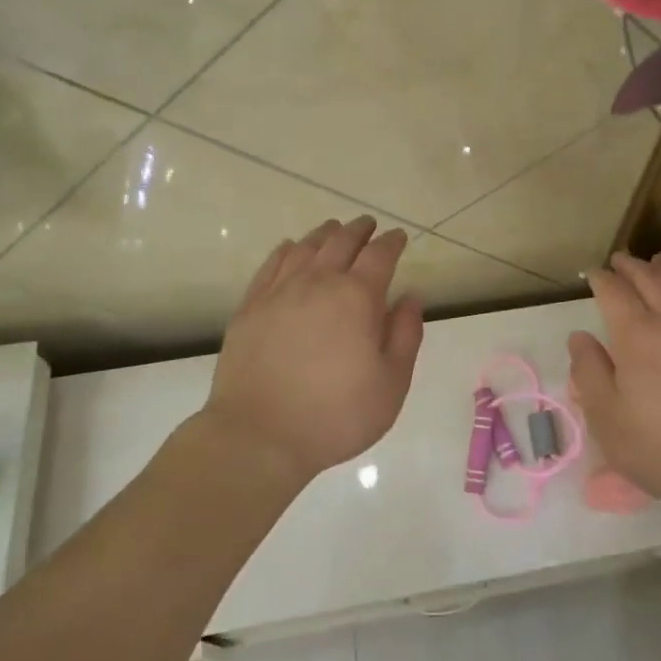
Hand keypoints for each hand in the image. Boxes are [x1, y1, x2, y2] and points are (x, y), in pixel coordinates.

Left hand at [206, 217, 425, 486]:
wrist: (259, 436)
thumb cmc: (335, 416)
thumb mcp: (391, 384)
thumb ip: (405, 335)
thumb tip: (410, 297)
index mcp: (357, 297)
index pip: (379, 255)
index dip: (392, 242)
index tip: (398, 237)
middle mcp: (318, 282)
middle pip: (341, 241)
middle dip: (359, 229)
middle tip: (369, 225)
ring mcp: (279, 292)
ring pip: (306, 247)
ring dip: (325, 234)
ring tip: (334, 230)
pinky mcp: (251, 306)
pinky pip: (272, 264)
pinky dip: (288, 249)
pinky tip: (292, 248)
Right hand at [568, 252, 660, 528]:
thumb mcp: (608, 421)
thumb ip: (589, 373)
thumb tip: (580, 336)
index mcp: (638, 335)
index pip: (614, 291)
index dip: (601, 279)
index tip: (593, 275)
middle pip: (650, 277)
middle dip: (631, 266)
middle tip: (620, 261)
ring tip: (656, 263)